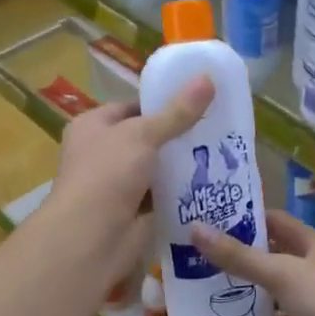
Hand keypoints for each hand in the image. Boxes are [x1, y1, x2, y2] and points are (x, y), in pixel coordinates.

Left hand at [46, 76, 214, 283]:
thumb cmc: (107, 174)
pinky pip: (163, 197)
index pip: (131, 108)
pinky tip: (213, 183)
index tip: (197, 102)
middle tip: (217, 127)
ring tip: (222, 153)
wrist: (91, 237)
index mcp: (92, 127)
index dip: (161, 104)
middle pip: (147, 139)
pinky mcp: (134, 213)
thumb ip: (177, 112)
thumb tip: (208, 78)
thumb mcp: (143, 134)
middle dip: (178, 136)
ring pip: (157, 169)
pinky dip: (182, 193)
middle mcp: (102, 154)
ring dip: (183, 166)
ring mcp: (118, 186)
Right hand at [190, 209, 314, 315]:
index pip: (272, 221)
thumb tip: (194, 228)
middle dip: (235, 258)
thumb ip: (239, 256)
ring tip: (198, 291)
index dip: (242, 218)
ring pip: (269, 291)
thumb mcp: (282, 274)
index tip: (205, 221)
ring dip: (242, 291)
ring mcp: (310, 300)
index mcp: (311, 243)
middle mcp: (311, 267)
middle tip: (191, 259)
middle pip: (268, 256)